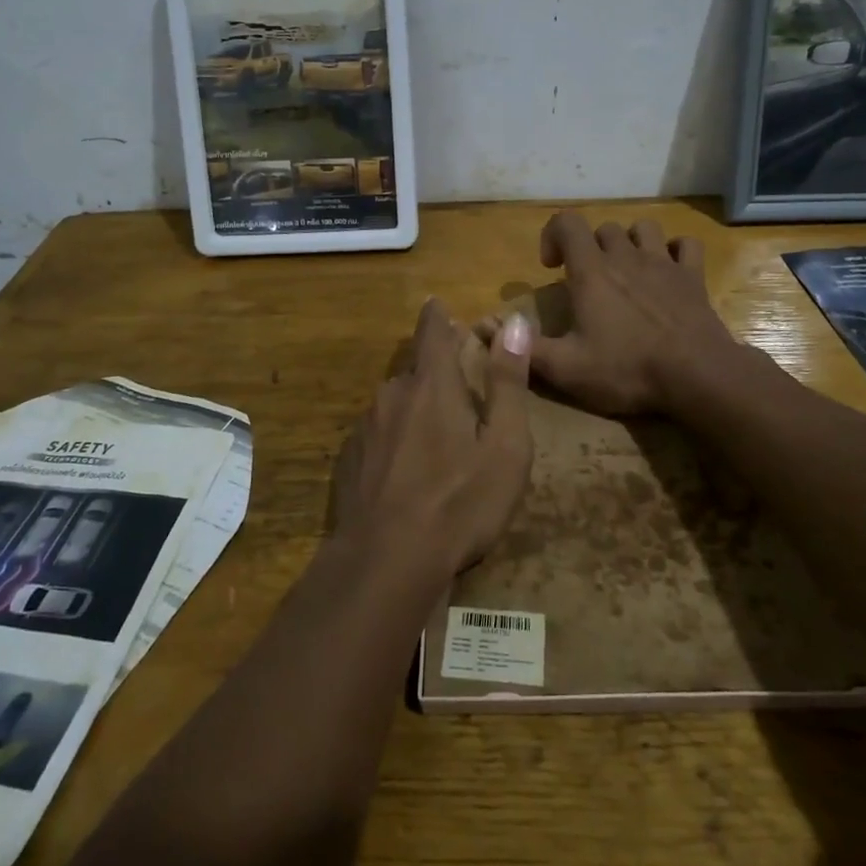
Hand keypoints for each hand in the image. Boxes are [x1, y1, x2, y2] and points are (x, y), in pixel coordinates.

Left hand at [331, 299, 533, 577]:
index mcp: (432, 385)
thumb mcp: (504, 446)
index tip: (437, 304)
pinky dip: (396, 438)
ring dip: (415, 406)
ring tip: (436, 439)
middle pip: (415, 369)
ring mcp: (366, 428)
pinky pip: (379, 433)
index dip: (438, 315)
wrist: (386, 561)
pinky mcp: (350, 460)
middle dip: (435, 370)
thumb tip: (515, 323)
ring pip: (395, 402)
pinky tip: (407, 471)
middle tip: (457, 388)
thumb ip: (508, 382)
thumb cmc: (459, 502)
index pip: (432, 331)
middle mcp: (392, 395)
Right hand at [484, 212, 738, 415]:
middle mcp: (626, 257)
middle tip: (585, 281)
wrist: (697, 376)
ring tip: (625, 272)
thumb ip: (523, 347)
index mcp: (592, 272)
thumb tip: (481, 326)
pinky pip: (686, 246)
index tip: (551, 268)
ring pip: (643, 229)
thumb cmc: (626, 369)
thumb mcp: (566, 368)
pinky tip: (668, 272)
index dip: (553, 235)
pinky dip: (674, 252)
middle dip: (589, 247)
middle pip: (603, 229)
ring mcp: (663, 264)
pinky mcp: (693, 277)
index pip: (567, 223)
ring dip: (630, 243)